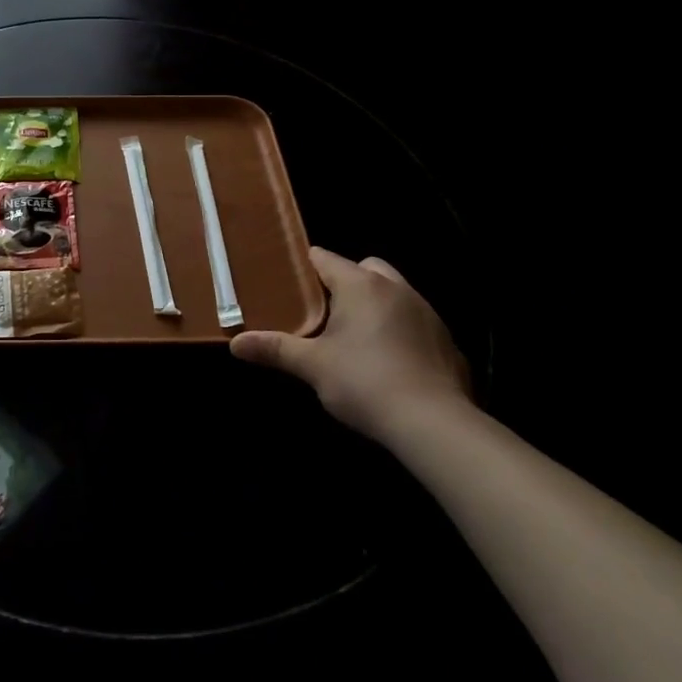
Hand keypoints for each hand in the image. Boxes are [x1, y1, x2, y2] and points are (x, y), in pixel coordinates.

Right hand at [231, 248, 470, 438]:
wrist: (434, 424)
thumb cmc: (364, 382)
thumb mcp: (312, 366)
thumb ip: (274, 349)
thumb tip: (235, 343)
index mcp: (360, 285)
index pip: (325, 258)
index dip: (303, 267)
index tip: (286, 281)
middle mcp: (396, 288)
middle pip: (365, 268)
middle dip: (344, 281)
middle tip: (323, 312)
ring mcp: (427, 312)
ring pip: (393, 292)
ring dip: (374, 304)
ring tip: (354, 337)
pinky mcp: (446, 340)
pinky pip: (415, 321)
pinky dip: (399, 330)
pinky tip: (388, 361)